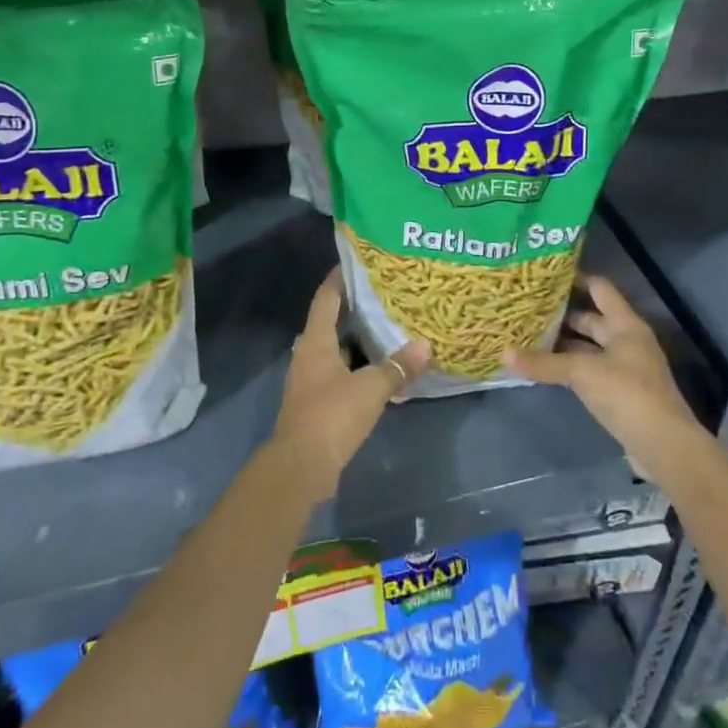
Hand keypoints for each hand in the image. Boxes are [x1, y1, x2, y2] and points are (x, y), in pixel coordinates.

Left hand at [274, 270, 430, 497]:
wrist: (301, 466)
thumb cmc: (332, 415)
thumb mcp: (372, 388)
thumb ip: (398, 366)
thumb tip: (425, 346)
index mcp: (316, 341)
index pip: (326, 298)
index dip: (340, 278)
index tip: (358, 261)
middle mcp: (308, 354)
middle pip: (330, 322)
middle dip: (354, 308)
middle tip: (384, 295)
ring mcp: (310, 380)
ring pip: (336, 349)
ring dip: (357, 340)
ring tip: (388, 328)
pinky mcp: (316, 402)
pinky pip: (339, 373)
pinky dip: (357, 367)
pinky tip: (380, 370)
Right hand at [505, 275, 707, 473]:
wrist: (663, 446)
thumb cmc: (627, 394)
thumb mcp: (582, 373)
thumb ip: (544, 363)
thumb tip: (503, 354)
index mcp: (625, 325)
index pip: (600, 289)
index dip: (576, 278)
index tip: (546, 276)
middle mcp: (627, 341)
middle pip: (592, 319)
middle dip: (562, 315)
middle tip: (528, 308)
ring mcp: (626, 368)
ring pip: (589, 347)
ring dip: (564, 344)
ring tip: (529, 336)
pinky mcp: (620, 393)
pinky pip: (590, 371)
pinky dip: (570, 368)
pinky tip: (546, 369)